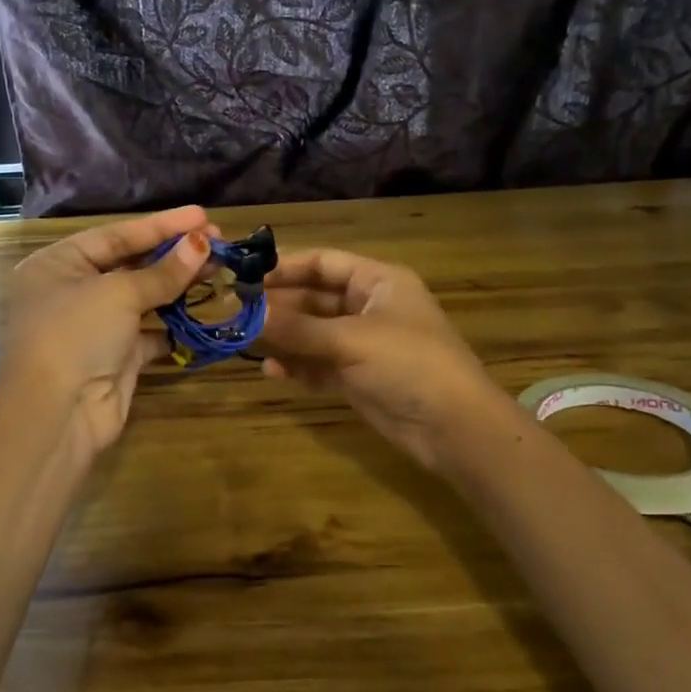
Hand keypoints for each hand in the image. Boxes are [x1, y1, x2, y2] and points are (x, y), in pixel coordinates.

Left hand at [0, 206, 214, 457]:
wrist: (58, 414)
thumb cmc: (76, 334)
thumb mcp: (119, 294)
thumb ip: (163, 271)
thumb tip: (202, 244)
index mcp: (58, 264)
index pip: (116, 235)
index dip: (161, 225)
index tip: (202, 216)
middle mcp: (73, 291)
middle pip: (130, 264)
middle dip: (174, 254)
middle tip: (218, 242)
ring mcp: (94, 327)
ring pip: (143, 298)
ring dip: (178, 286)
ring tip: (218, 269)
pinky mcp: (115, 358)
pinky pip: (150, 333)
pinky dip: (174, 324)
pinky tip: (203, 310)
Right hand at [259, 249, 515, 471]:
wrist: (454, 428)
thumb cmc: (409, 364)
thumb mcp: (351, 340)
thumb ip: (297, 329)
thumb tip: (247, 315)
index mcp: (378, 282)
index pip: (324, 263)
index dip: (286, 267)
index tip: (246, 276)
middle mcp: (368, 307)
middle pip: (314, 298)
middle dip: (278, 306)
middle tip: (235, 311)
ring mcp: (363, 344)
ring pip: (313, 333)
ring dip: (283, 338)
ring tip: (244, 342)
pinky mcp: (358, 378)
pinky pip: (319, 365)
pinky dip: (297, 367)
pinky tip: (272, 372)